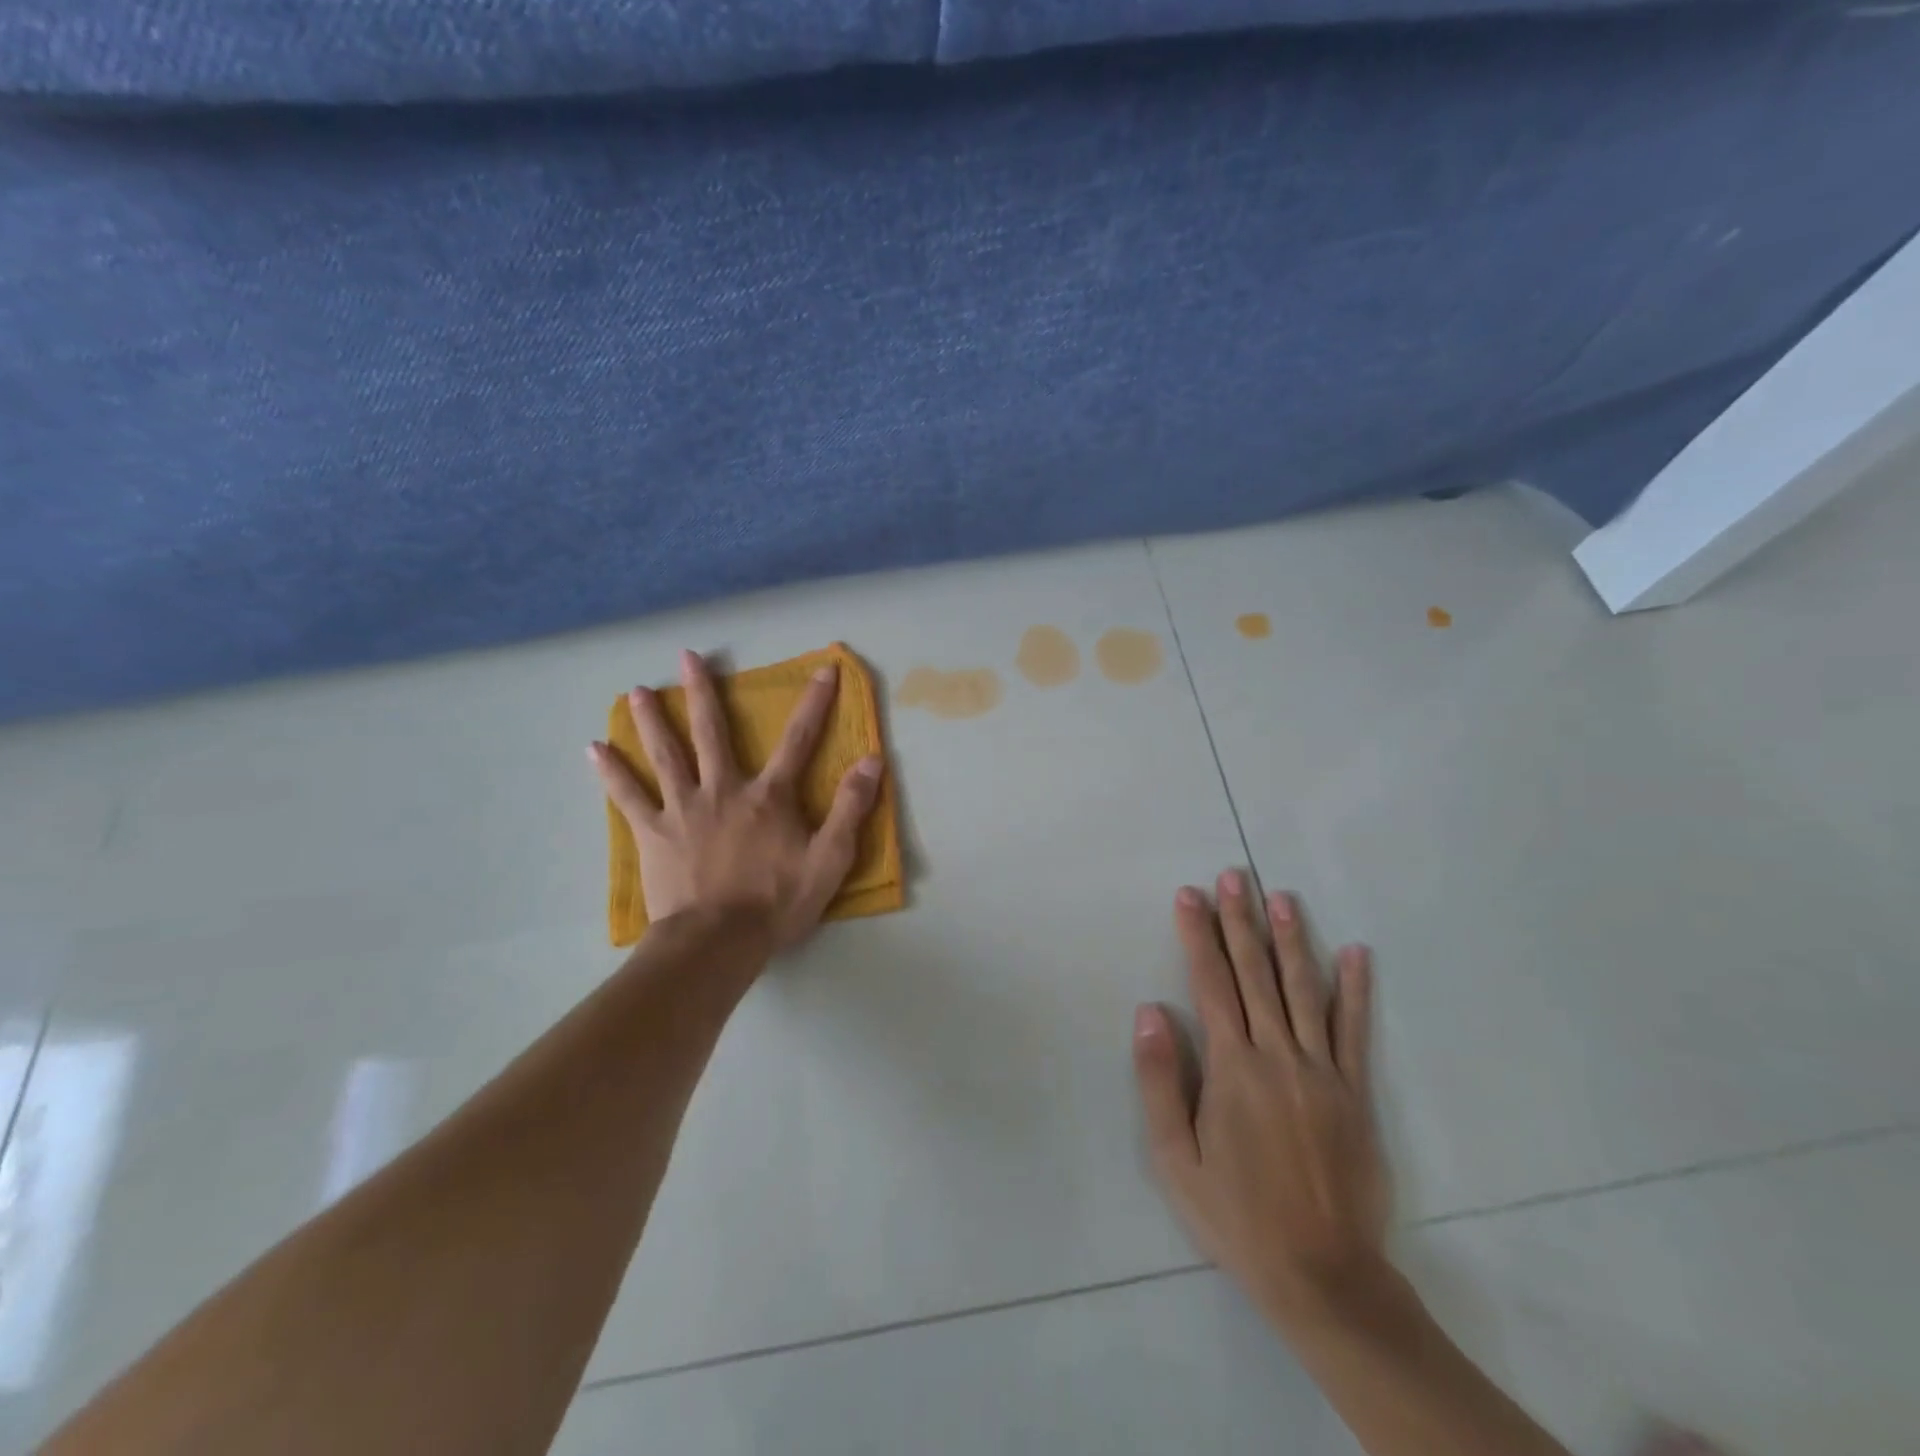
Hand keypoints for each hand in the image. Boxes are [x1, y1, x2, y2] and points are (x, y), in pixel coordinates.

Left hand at [590, 649, 884, 950]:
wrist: (718, 942)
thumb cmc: (777, 902)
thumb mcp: (831, 859)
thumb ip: (851, 807)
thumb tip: (872, 760)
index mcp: (769, 796)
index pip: (799, 739)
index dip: (815, 703)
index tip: (824, 669)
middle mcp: (723, 789)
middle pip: (712, 732)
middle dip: (702, 691)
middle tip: (687, 656)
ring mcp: (683, 809)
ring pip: (665, 754)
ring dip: (651, 720)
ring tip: (636, 690)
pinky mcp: (653, 833)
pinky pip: (629, 797)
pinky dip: (611, 772)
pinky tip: (594, 749)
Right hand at [1134, 872, 1389, 1329]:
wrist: (1323, 1275)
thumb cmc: (1235, 1215)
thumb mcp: (1175, 1157)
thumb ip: (1162, 1080)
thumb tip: (1150, 1011)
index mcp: (1233, 1068)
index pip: (1211, 983)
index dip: (1198, 935)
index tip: (1189, 895)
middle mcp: (1278, 1055)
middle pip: (1256, 974)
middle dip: (1240, 921)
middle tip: (1233, 876)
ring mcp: (1323, 1071)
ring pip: (1305, 989)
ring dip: (1291, 939)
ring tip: (1281, 896)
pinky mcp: (1355, 1092)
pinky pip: (1355, 1030)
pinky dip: (1356, 989)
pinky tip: (1356, 953)